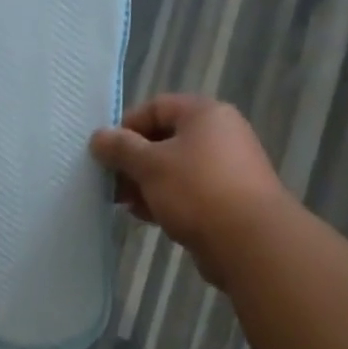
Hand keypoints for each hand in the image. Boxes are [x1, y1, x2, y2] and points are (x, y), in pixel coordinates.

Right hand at [90, 95, 284, 286]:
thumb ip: (120, 149)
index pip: (156, 107)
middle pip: (165, 139)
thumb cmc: (196, 190)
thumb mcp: (150, 165)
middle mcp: (219, 134)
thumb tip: (98, 137)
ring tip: (126, 205)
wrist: (249, 241)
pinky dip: (166, 200)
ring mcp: (226, 168)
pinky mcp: (228, 199)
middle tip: (111, 185)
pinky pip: (188, 192)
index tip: (105, 155)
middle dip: (133, 162)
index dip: (126, 127)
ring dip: (146, 184)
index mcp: (204, 114)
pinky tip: (149, 217)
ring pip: (175, 169)